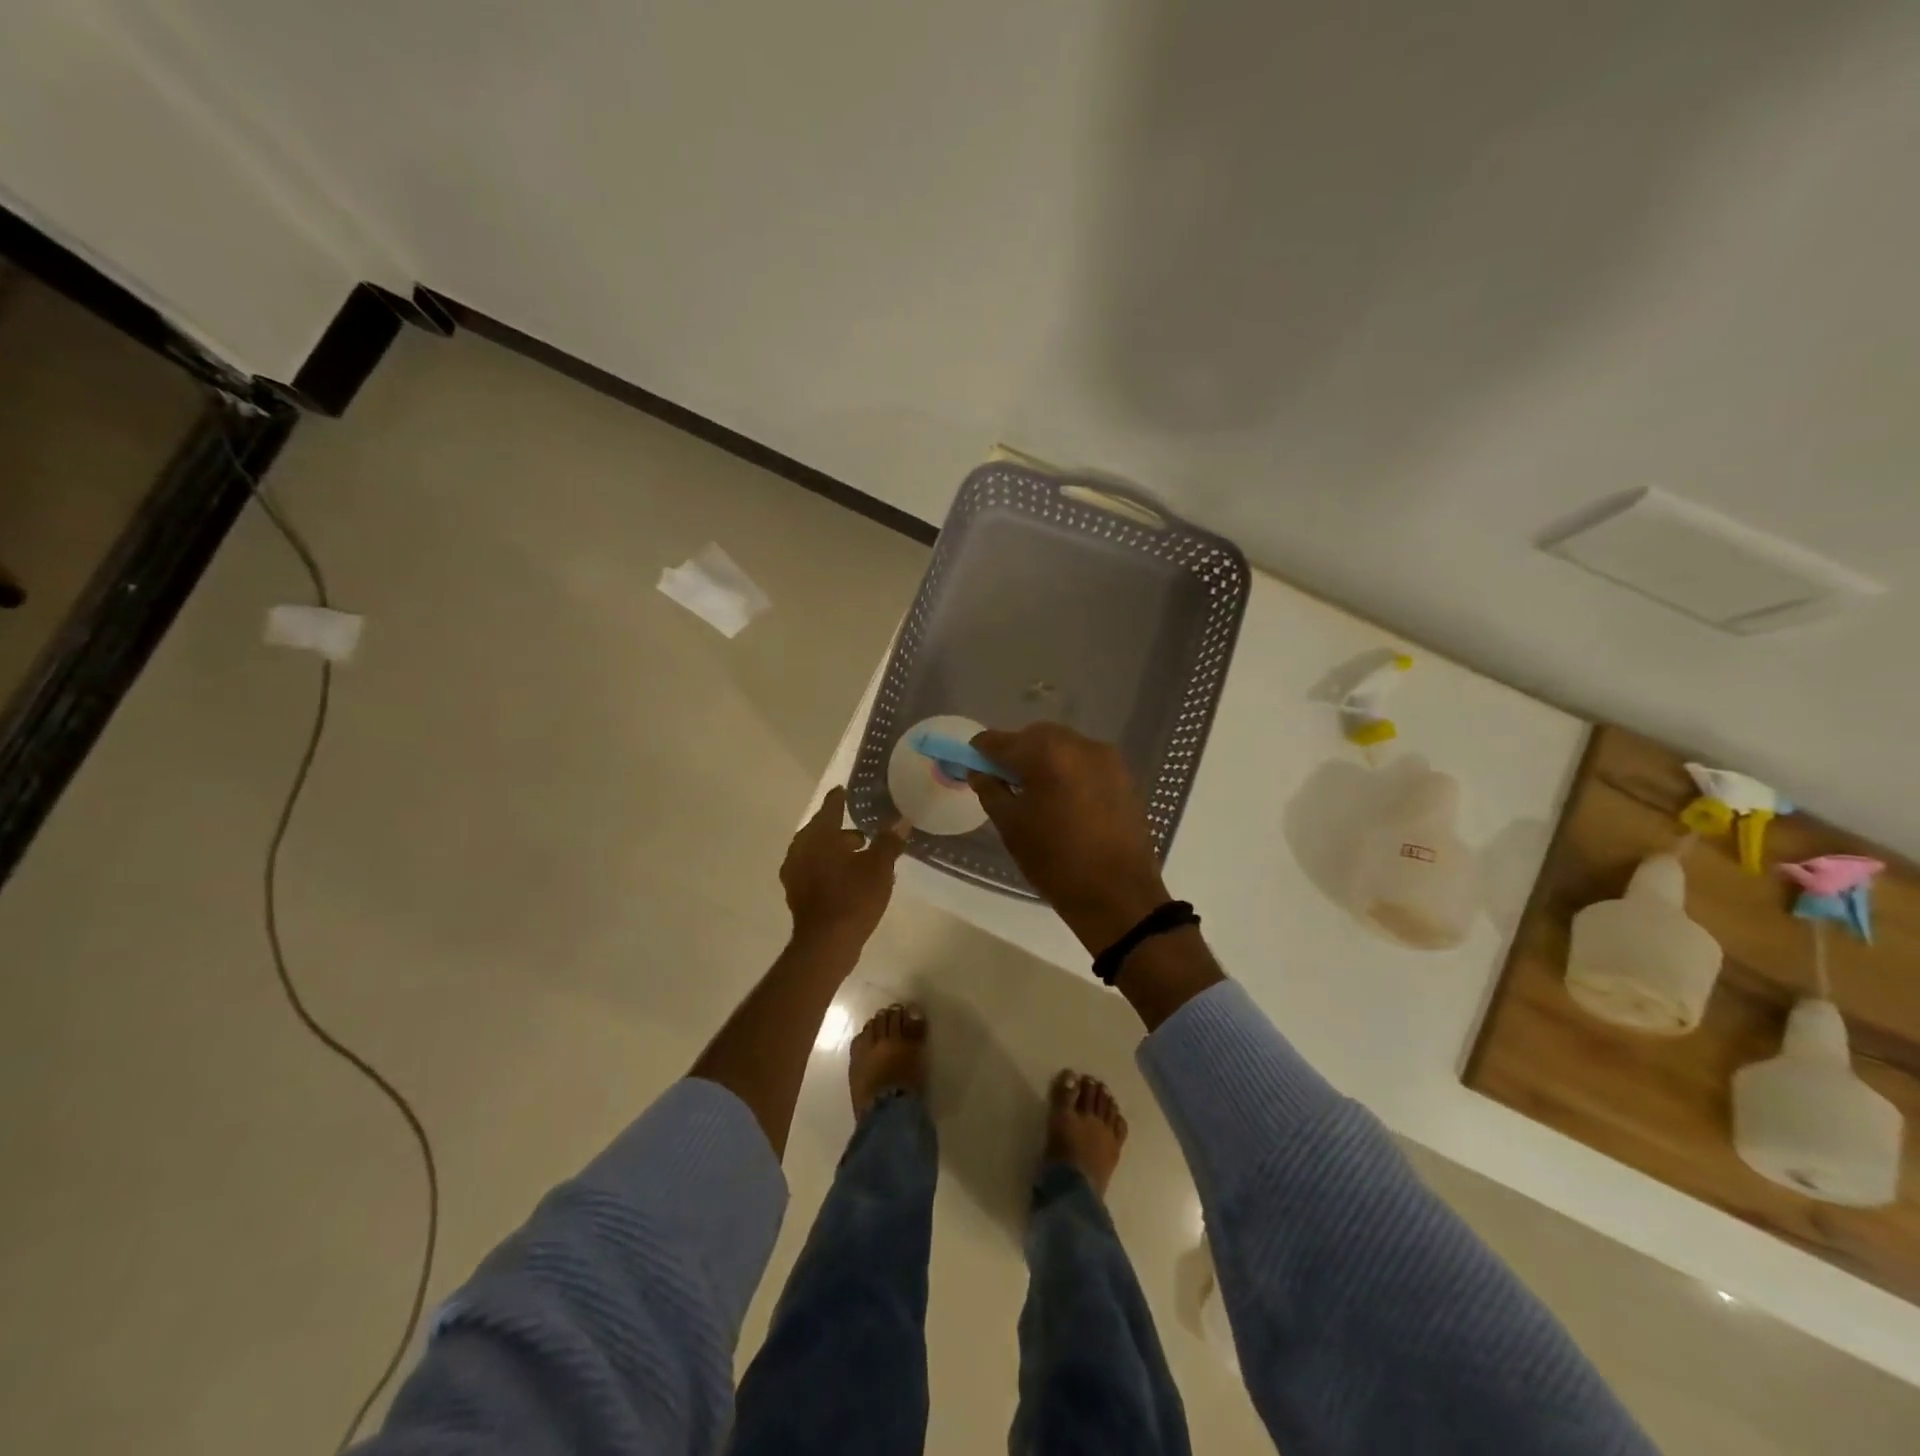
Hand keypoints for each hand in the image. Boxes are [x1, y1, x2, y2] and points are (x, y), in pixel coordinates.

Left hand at [781, 787, 907, 952]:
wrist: (826, 943)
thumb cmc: (854, 897)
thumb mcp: (879, 866)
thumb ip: (889, 841)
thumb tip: (901, 822)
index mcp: (819, 835)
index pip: (830, 807)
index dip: (839, 798)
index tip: (844, 790)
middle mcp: (801, 848)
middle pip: (821, 830)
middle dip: (841, 829)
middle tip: (863, 832)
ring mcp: (794, 872)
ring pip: (817, 851)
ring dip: (835, 850)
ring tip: (860, 856)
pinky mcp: (796, 893)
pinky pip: (813, 870)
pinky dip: (828, 867)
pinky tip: (847, 878)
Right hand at [968, 724, 1169, 952]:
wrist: (1117, 895)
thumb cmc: (1055, 862)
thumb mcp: (1011, 826)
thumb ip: (990, 790)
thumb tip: (978, 771)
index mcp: (1046, 753)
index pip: (1001, 741)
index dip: (981, 750)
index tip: (972, 763)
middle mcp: (1079, 744)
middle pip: (1035, 737)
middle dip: (1016, 752)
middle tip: (1003, 781)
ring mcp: (1106, 758)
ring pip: (1062, 746)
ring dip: (1043, 760)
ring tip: (1035, 792)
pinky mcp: (1123, 775)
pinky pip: (1084, 762)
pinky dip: (1067, 771)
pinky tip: (1062, 799)